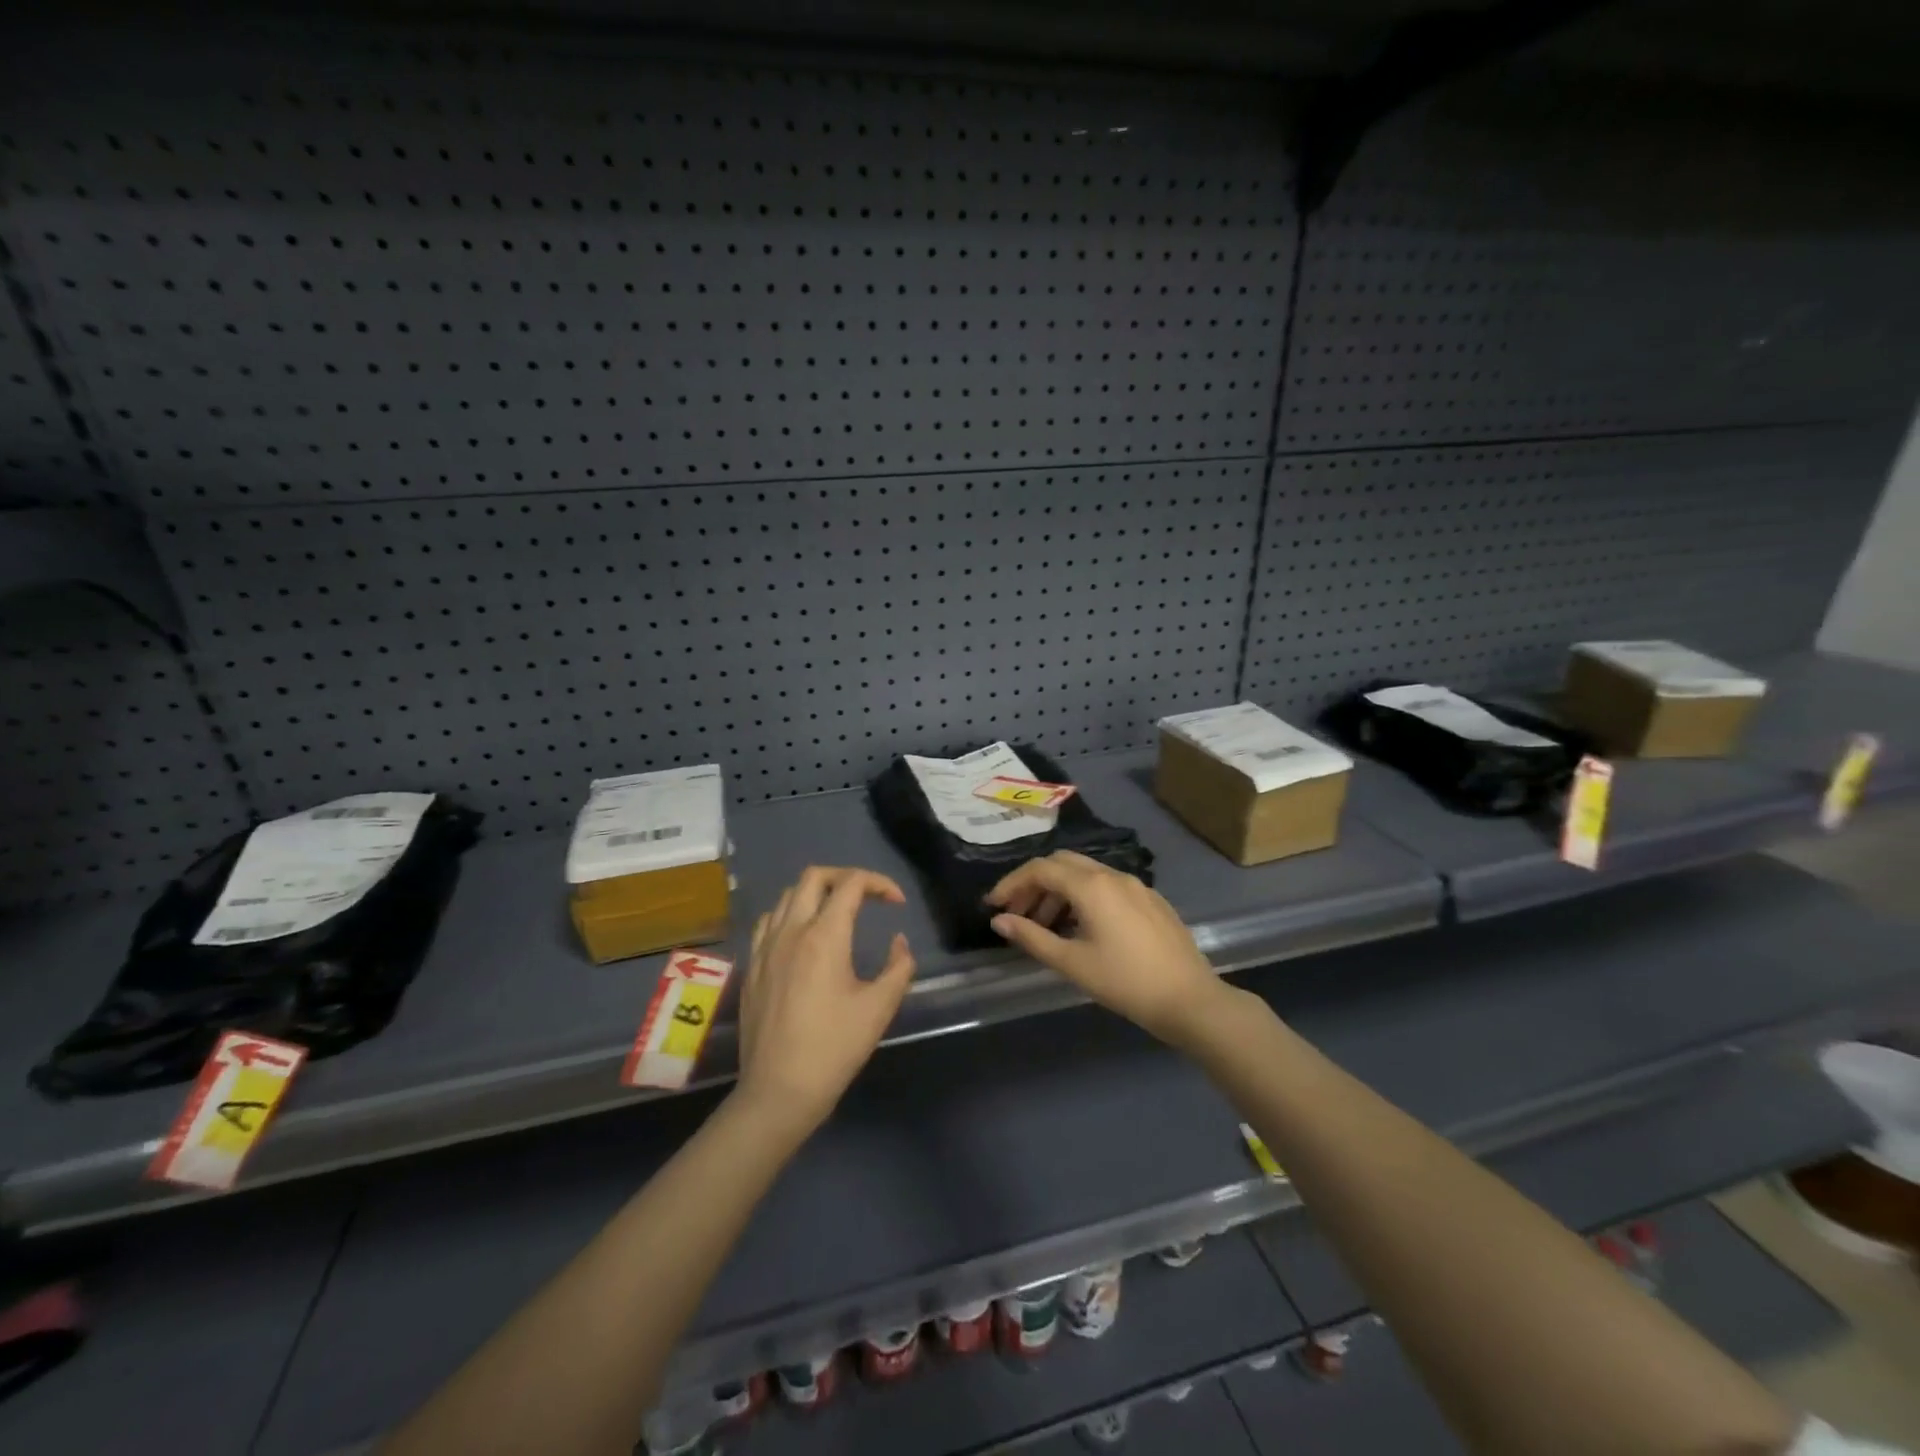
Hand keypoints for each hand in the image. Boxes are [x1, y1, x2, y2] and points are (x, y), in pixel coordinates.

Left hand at [734, 866, 915, 1135]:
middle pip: (814, 877)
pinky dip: (790, 914)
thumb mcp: (879, 1008)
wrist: (779, 1091)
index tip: (897, 904)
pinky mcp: (752, 966)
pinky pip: (768, 921)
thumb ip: (899, 967)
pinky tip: (802, 936)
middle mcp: (790, 931)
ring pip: (788, 896)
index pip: (851, 884)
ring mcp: (765, 948)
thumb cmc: (834, 1048)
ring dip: (816, 894)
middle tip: (868, 897)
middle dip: (845, 877)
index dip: (879, 883)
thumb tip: (898, 942)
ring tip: (837, 914)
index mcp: (824, 936)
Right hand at [985, 851, 1221, 1043]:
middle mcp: (1113, 875)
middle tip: (1017, 913)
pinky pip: (1107, 887)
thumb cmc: (1125, 982)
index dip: (1012, 884)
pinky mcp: (1151, 900)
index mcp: (1091, 886)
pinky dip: (1084, 898)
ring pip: (1086, 875)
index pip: (1040, 869)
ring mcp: (1136, 885)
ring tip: (1045, 927)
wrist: (1190, 1000)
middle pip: (1062, 864)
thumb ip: (1032, 937)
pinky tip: (1081, 928)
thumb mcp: (1072, 962)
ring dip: (1059, 892)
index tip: (993, 906)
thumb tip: (1000, 921)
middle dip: (1034, 884)